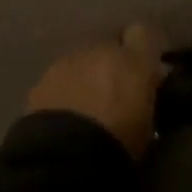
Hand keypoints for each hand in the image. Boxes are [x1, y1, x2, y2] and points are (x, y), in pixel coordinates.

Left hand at [27, 23, 167, 158]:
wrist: (63, 158)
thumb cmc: (117, 145)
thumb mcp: (147, 125)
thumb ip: (147, 96)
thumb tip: (148, 85)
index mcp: (134, 60)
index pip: (146, 33)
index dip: (145, 49)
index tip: (147, 69)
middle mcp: (102, 50)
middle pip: (111, 46)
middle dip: (114, 64)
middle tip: (115, 93)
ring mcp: (69, 61)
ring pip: (85, 59)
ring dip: (88, 75)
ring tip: (87, 106)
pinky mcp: (43, 77)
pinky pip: (62, 75)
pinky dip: (66, 88)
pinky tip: (65, 113)